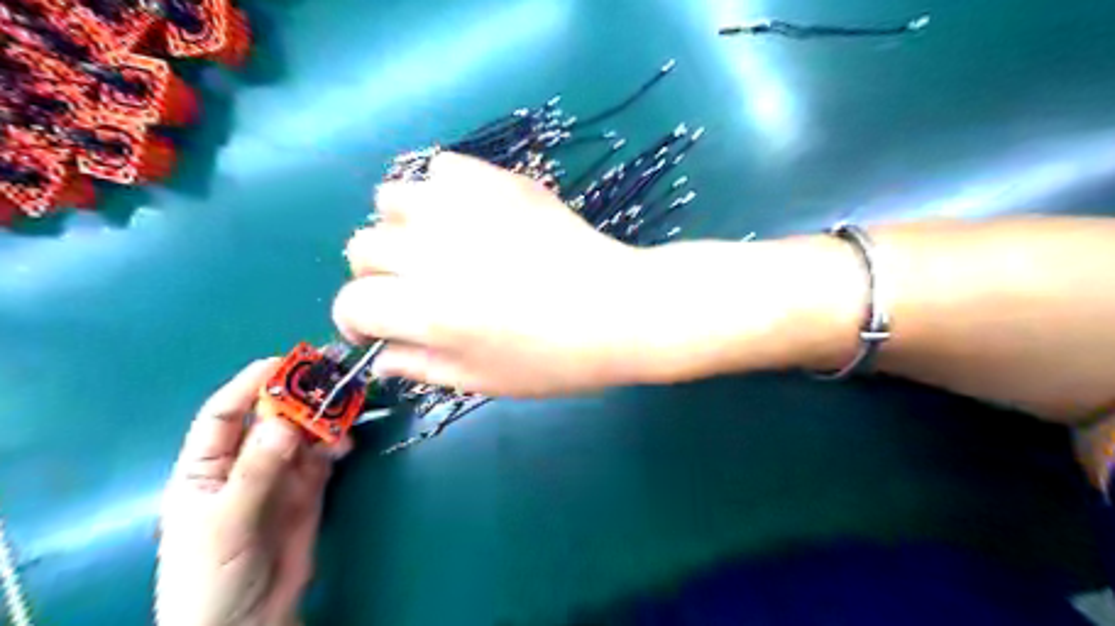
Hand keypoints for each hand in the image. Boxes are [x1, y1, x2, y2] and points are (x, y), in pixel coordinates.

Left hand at [153, 359, 343, 625]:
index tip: (283, 363)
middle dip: (297, 398)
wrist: (248, 623)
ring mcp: (279, 476)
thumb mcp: (224, 523)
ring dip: (323, 420)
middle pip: (271, 418)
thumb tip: (286, 421)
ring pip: (303, 434)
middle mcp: (244, 464)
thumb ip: (255, 471)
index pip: (223, 414)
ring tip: (343, 415)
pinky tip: (344, 443)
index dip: (249, 385)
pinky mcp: (309, 490)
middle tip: (328, 382)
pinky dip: (335, 444)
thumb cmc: (211, 576)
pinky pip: (323, 456)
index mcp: (205, 467)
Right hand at [333, 152, 659, 395]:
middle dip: (376, 275)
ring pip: (389, 198)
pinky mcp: (497, 181)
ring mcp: (463, 207)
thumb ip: (421, 367)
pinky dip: (442, 190)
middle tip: (412, 289)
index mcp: (425, 311)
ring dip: (400, 226)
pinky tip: (467, 214)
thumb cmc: (555, 358)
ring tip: (434, 244)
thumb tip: (380, 358)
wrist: (619, 308)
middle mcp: (431, 251)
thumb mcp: (483, 380)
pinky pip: (442, 168)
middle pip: (361, 247)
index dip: (356, 321)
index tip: (377, 329)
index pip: (352, 304)